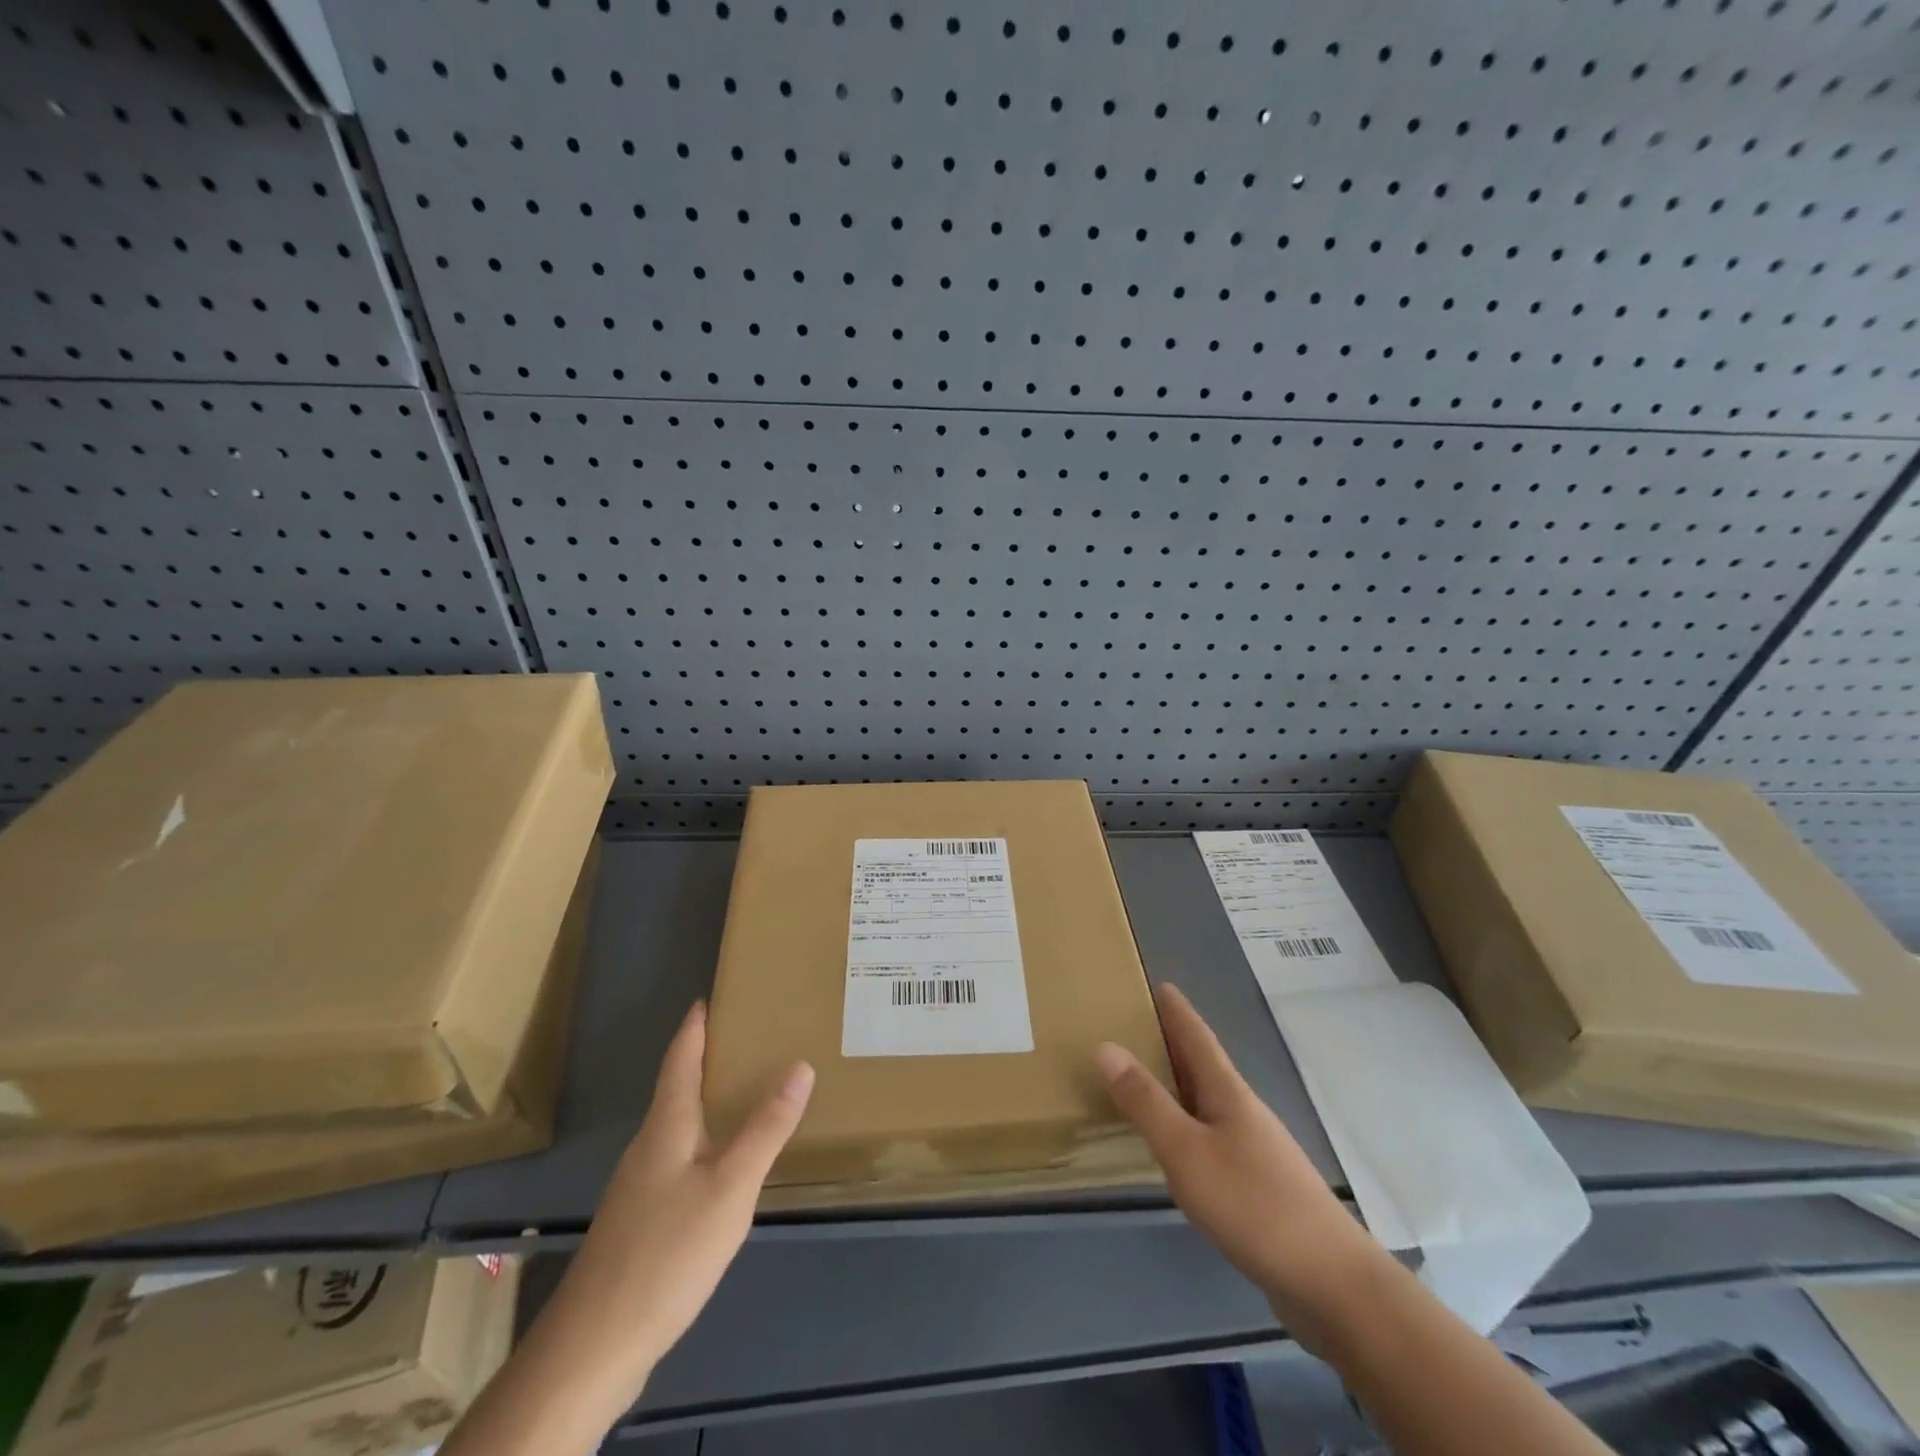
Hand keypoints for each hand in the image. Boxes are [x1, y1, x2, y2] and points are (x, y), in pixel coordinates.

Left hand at [540, 1000, 812, 1395]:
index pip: (680, 1058)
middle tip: (751, 1037)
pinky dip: (704, 1139)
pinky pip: (679, 1157)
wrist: (593, 1347)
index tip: (712, 996)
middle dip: (708, 1058)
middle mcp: (649, 1145)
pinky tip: (724, 1162)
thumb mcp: (731, 1187)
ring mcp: (640, 1185)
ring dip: (707, 1099)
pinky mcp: (640, 1220)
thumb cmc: (667, 1252)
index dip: (695, 1026)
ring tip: (747, 1090)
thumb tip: (800, 1065)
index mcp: (667, 1125)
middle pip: (678, 1087)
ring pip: (678, 1124)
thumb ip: (765, 1128)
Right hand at [1095, 982, 1387, 1345]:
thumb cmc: (1253, 1204)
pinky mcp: (1260, 1187)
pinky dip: (1188, 1125)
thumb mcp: (1186, 1151)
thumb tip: (1106, 1046)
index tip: (1160, 984)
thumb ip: (1145, 1102)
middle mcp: (1243, 1111)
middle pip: (1204, 1066)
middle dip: (1174, 1043)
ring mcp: (1256, 1150)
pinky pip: (1213, 1137)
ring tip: (1147, 1078)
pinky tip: (1177, 1145)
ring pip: (1209, 1102)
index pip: (1197, 1037)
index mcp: (1227, 1092)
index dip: (1177, 1011)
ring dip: (1180, 1084)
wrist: (1332, 1284)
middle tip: (1137, 1025)